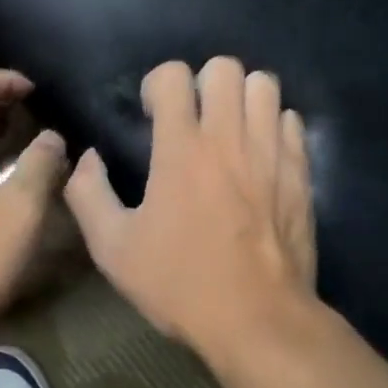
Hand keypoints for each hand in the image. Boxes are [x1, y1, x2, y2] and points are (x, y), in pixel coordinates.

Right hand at [63, 57, 315, 358]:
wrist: (258, 320)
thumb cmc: (180, 283)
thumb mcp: (113, 249)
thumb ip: (88, 195)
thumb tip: (88, 158)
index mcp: (181, 148)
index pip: (173, 74)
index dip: (158, 84)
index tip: (153, 114)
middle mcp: (228, 137)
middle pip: (225, 67)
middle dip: (203, 81)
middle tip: (194, 116)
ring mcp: (270, 151)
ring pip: (264, 84)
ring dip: (242, 96)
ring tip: (230, 127)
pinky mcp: (300, 171)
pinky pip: (291, 119)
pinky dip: (273, 123)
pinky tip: (260, 152)